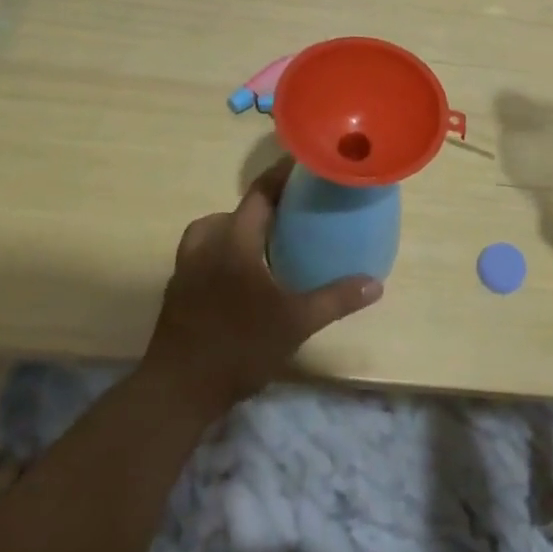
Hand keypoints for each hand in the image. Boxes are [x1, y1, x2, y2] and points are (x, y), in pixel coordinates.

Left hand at [142, 158, 382, 419]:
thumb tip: (375, 283)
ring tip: (264, 243)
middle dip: (261, 206)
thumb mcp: (296, 323)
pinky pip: (202, 254)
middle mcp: (206, 245)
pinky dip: (222, 252)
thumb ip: (335, 299)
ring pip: (212, 231)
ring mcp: (186, 267)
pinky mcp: (177, 290)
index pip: (260, 193)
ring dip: (237, 228)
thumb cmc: (239, 347)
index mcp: (234, 241)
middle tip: (291, 213)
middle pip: (234, 211)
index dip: (281, 174)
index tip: (302, 161)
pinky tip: (241, 277)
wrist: (178, 390)